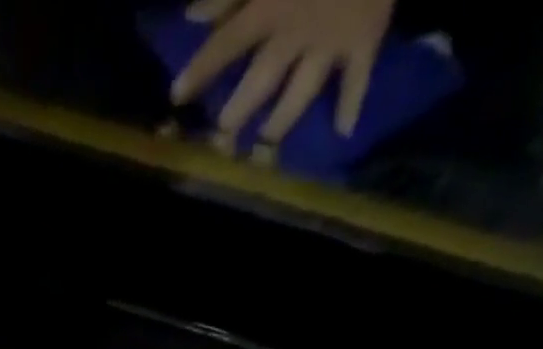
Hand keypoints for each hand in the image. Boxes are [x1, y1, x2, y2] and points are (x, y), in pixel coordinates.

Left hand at [172, 0, 393, 144]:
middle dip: (240, 111)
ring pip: (300, 93)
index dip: (200, 70)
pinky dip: (352, 103)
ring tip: (265, 141)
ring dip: (281, 121)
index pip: (226, 44)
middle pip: (261, 81)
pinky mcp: (366, 37)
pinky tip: (344, 130)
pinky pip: (358, 77)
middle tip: (223, 135)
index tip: (176, 96)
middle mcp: (296, 33)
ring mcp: (331, 41)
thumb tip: (193, 16)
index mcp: (271, 5)